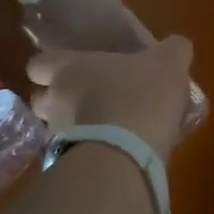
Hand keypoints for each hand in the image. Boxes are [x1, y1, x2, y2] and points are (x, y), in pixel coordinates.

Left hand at [26, 36, 194, 160]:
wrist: (126, 156)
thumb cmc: (139, 95)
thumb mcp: (169, 62)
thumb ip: (173, 49)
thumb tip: (175, 46)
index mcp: (67, 69)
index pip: (38, 64)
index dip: (52, 67)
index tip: (73, 70)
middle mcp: (53, 100)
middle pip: (42, 99)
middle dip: (60, 100)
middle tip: (90, 100)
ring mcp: (57, 137)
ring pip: (57, 129)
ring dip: (76, 129)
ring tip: (106, 131)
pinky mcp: (68, 167)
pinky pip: (73, 156)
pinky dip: (88, 154)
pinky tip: (115, 154)